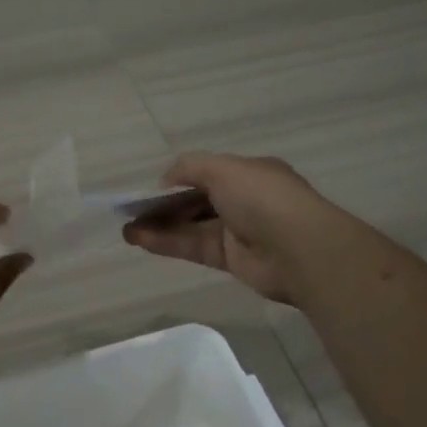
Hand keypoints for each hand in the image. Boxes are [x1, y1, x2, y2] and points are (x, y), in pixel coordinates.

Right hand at [122, 152, 357, 304]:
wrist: (299, 249)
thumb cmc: (262, 197)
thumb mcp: (223, 168)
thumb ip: (189, 168)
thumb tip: (165, 180)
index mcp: (248, 173)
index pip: (207, 174)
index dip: (178, 180)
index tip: (150, 189)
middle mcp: (243, 200)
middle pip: (195, 201)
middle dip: (163, 206)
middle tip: (131, 211)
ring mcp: (237, 231)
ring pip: (191, 226)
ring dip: (159, 226)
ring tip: (127, 230)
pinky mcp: (230, 259)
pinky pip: (193, 247)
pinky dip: (167, 243)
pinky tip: (140, 240)